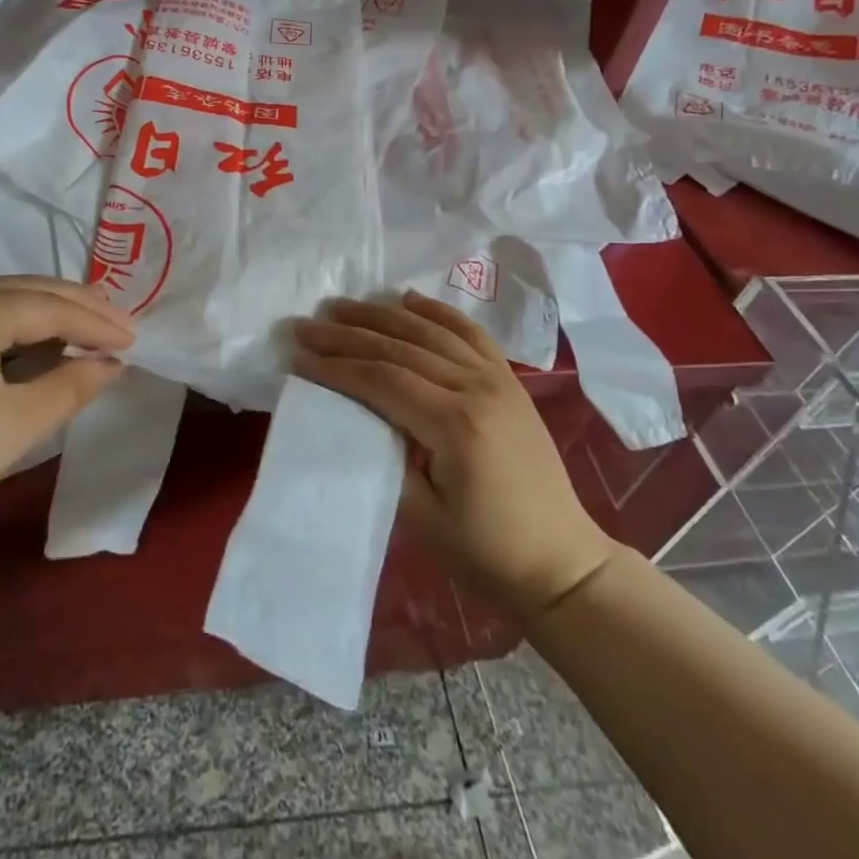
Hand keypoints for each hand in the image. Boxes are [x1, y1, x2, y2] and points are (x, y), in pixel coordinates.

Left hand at [0, 276, 133, 551]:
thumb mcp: (18, 424)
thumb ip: (72, 385)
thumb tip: (111, 363)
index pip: (51, 307)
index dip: (97, 323)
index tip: (135, 340)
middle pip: (27, 289)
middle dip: (78, 305)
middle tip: (121, 323)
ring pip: (1, 297)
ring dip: (46, 310)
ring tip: (86, 326)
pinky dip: (13, 322)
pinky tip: (33, 339)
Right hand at [294, 291, 618, 621]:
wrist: (560, 561)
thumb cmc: (486, 550)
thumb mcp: (421, 516)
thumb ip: (383, 456)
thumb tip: (350, 414)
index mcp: (455, 425)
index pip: (381, 379)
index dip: (335, 366)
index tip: (297, 356)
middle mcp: (477, 388)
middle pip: (399, 348)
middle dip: (347, 334)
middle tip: (306, 324)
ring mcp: (498, 378)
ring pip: (429, 332)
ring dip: (381, 315)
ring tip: (342, 305)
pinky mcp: (509, 379)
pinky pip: (469, 332)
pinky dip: (436, 311)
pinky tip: (408, 298)